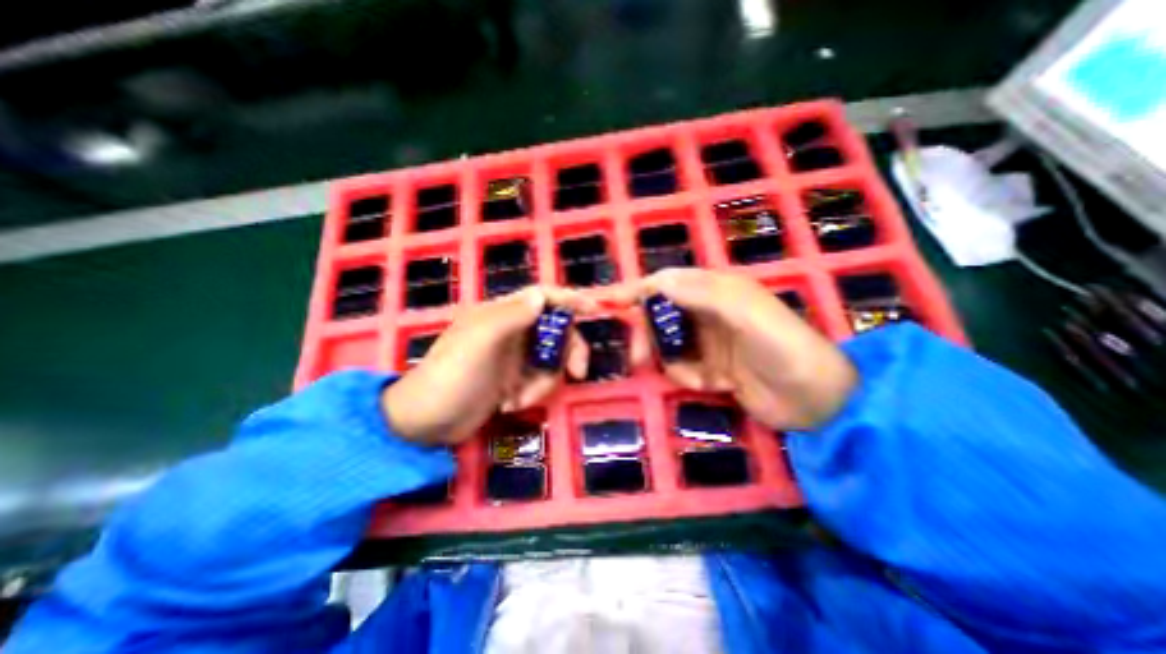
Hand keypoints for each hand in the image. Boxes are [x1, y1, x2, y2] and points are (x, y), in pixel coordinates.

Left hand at [386, 288, 594, 445]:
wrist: (427, 423)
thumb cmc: (452, 376)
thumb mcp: (480, 342)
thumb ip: (512, 316)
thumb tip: (541, 296)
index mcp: (502, 314)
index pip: (542, 297)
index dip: (569, 299)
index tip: (594, 310)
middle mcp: (512, 331)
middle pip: (556, 330)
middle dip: (569, 352)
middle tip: (578, 373)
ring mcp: (514, 357)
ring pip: (552, 360)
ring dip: (544, 382)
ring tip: (518, 400)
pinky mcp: (515, 379)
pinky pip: (541, 380)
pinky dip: (533, 393)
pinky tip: (510, 405)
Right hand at [618, 269, 852, 432]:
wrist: (815, 401)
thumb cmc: (783, 348)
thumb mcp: (746, 314)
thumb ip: (703, 294)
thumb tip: (658, 280)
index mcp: (717, 291)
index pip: (668, 283)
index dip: (639, 290)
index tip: (611, 303)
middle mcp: (709, 312)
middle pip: (661, 316)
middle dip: (650, 336)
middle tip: (639, 357)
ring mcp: (710, 342)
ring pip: (669, 346)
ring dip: (675, 363)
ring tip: (699, 378)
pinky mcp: (712, 367)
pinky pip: (683, 369)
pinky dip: (689, 378)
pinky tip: (714, 385)